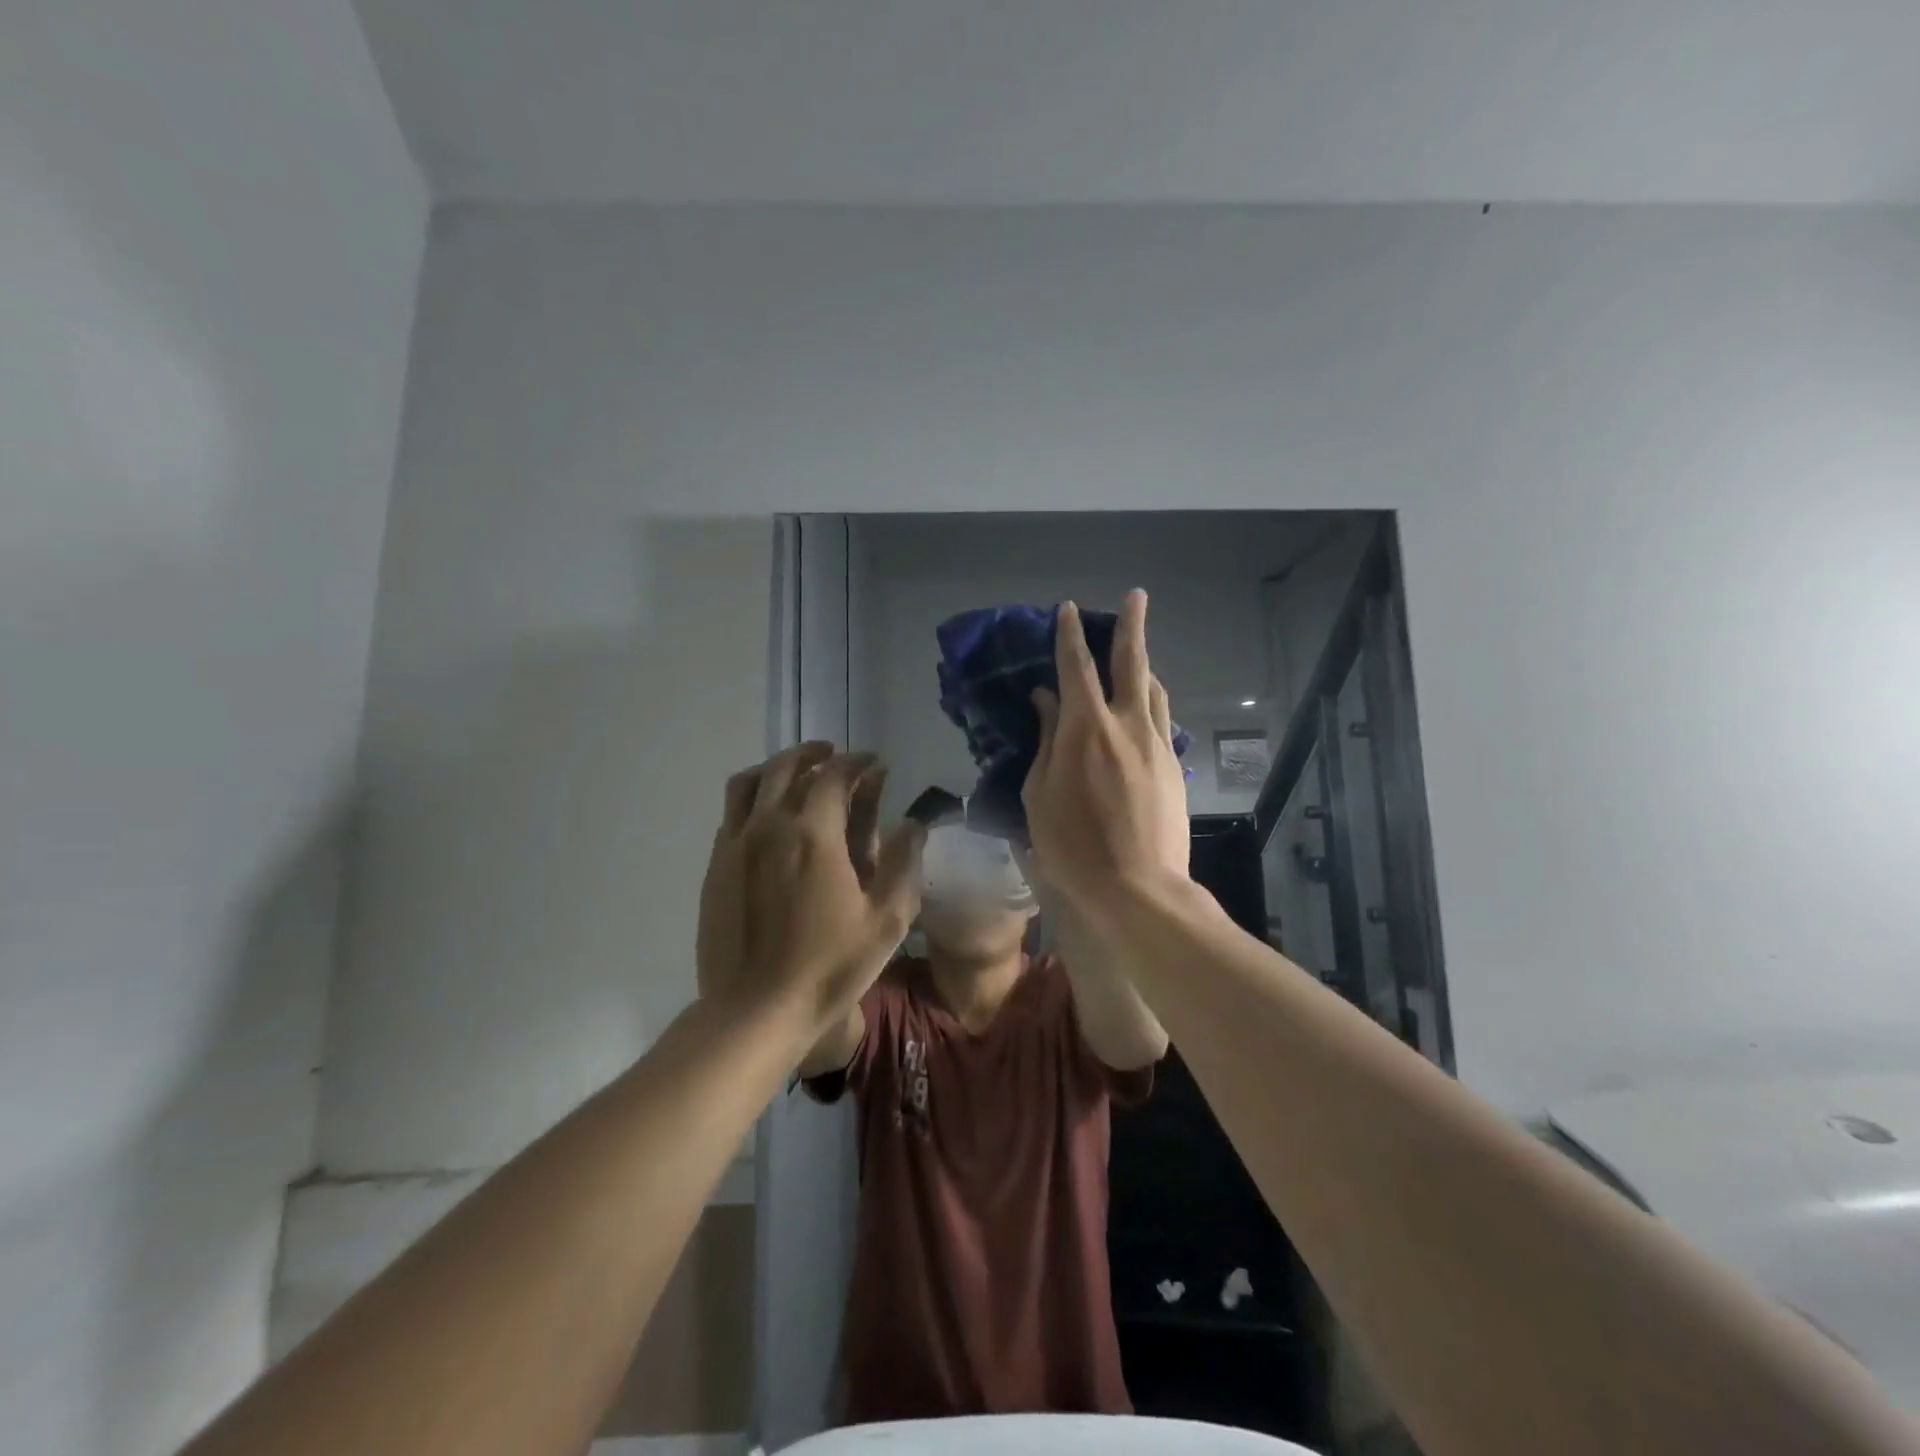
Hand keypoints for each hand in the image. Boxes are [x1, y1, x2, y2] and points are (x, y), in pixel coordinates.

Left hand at [697, 742, 922, 1033]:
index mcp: (814, 834)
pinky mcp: (716, 866)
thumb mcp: (886, 921)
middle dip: (815, 753)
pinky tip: (768, 816)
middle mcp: (769, 825)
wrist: (754, 1011)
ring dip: (777, 768)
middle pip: (787, 766)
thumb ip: (904, 864)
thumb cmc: (829, 967)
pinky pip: (731, 813)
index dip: (857, 762)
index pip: (834, 775)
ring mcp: (735, 844)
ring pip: (749, 782)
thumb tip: (914, 824)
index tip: (874, 763)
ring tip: (797, 774)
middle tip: (835, 757)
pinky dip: (753, 798)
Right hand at [1022, 592, 1189, 918]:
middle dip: (1131, 625)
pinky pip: (1160, 720)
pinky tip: (1143, 709)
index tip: (1068, 610)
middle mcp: (1126, 724)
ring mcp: (1156, 744)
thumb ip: (1046, 740)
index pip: (1076, 668)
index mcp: (1085, 728)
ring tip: (1136, 653)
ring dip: (1143, 665)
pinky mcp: (1173, 766)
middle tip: (1136, 596)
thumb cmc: (1072, 845)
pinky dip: (1149, 702)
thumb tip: (1046, 700)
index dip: (1070, 635)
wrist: (1138, 887)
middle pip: (1131, 663)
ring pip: (1153, 689)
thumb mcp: (1040, 793)